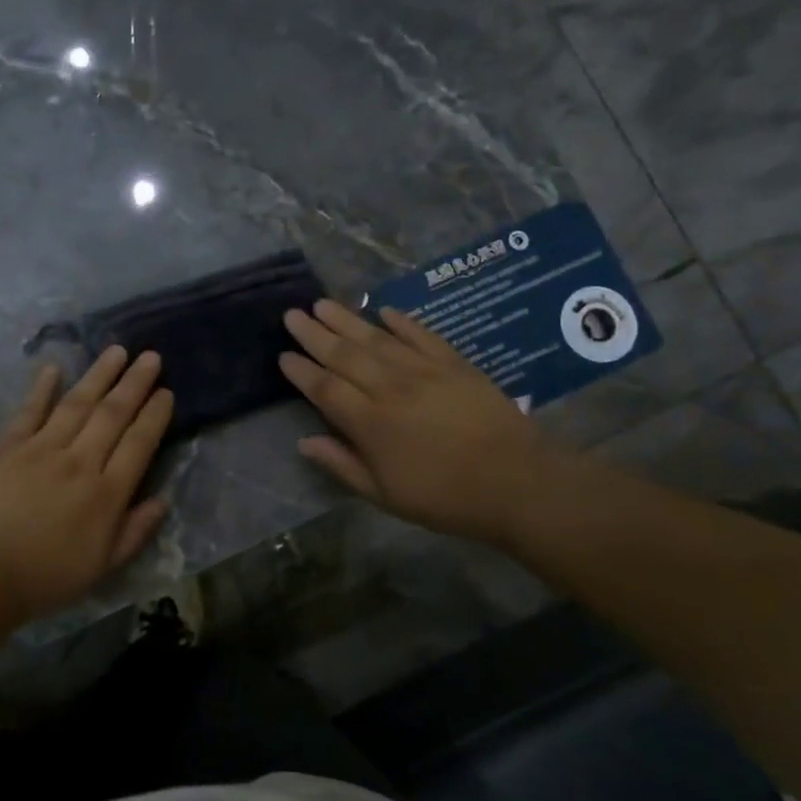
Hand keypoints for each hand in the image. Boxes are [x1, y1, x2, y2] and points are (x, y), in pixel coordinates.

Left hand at [0, 347, 174, 623]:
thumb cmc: (46, 576)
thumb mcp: (103, 566)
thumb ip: (135, 531)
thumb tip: (162, 500)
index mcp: (106, 493)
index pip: (139, 444)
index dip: (155, 415)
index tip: (166, 392)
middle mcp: (79, 462)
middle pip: (113, 414)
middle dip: (134, 383)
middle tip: (150, 356)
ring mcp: (41, 449)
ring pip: (77, 403)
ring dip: (98, 375)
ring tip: (116, 351)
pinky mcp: (7, 446)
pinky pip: (29, 411)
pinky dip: (42, 388)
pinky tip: (53, 367)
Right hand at [279, 299, 568, 544]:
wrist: (517, 482)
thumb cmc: (445, 497)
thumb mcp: (385, 495)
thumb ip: (342, 465)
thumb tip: (304, 442)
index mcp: (369, 423)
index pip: (325, 388)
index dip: (301, 371)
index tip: (283, 355)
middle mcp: (390, 388)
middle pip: (344, 355)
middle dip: (314, 334)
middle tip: (292, 315)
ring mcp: (423, 371)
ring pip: (376, 339)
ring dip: (347, 319)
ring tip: (323, 303)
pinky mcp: (454, 364)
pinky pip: (421, 335)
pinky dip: (401, 322)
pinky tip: (384, 310)